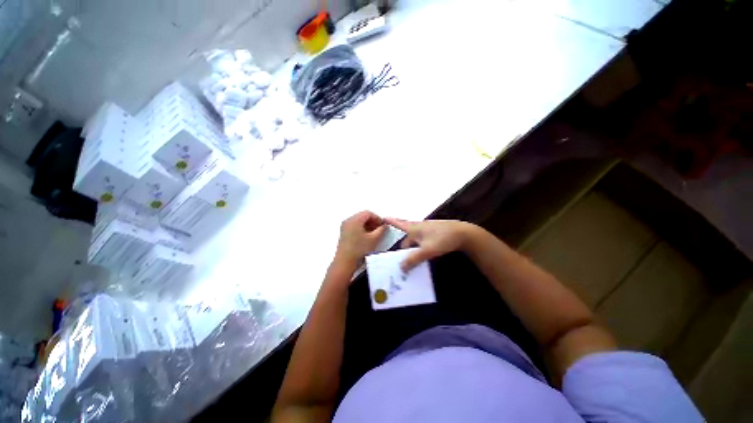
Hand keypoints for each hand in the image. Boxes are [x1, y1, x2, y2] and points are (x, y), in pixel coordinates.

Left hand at [335, 211, 386, 265]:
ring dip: (368, 225)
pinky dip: (362, 229)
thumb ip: (381, 230)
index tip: (383, 225)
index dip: (377, 218)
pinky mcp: (344, 233)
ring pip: (359, 221)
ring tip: (375, 234)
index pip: (368, 213)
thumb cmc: (359, 249)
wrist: (345, 263)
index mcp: (355, 220)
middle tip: (380, 229)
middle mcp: (348, 221)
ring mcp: (344, 227)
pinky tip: (367, 237)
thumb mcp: (374, 239)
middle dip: (373, 221)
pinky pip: (354, 226)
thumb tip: (385, 225)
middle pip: (363, 216)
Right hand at [384, 218, 473, 270]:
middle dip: (403, 245)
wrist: (464, 234)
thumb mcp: (427, 250)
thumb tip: (401, 267)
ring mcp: (428, 230)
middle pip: (407, 236)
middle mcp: (419, 227)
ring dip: (411, 247)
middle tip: (399, 256)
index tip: (383, 218)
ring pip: (415, 239)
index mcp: (414, 228)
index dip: (391, 221)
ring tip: (410, 258)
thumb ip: (414, 259)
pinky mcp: (434, 234)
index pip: (399, 224)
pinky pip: (422, 240)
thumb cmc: (443, 239)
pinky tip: (422, 254)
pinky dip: (419, 247)